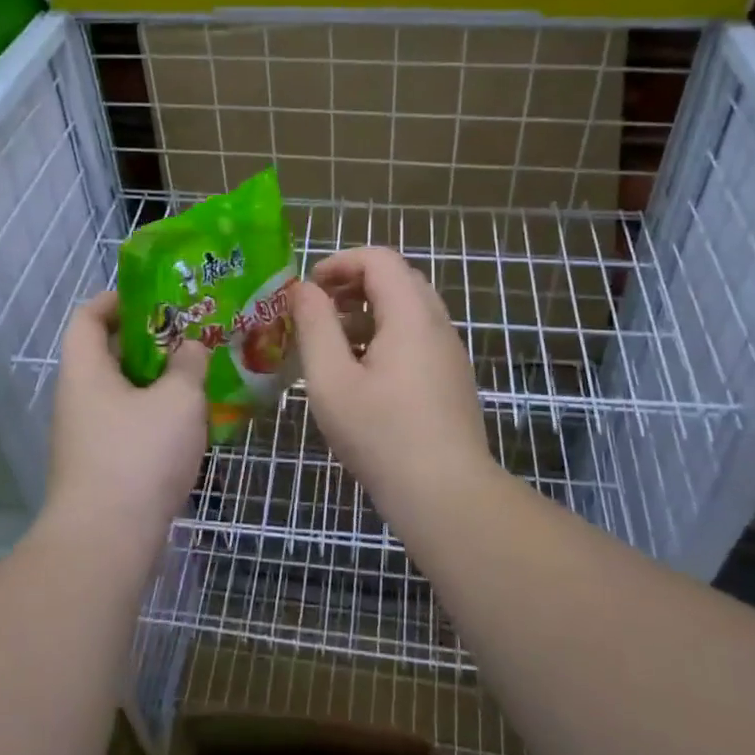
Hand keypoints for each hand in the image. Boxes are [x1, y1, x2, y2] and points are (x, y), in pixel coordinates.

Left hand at [44, 290, 210, 540]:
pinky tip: (187, 422)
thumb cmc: (139, 456)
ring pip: (120, 392)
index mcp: (85, 371)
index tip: (152, 296)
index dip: (115, 299)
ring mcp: (85, 436)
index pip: (88, 316)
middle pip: (106, 353)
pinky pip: (126, 424)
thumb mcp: (177, 400)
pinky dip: (153, 415)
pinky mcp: (99, 467)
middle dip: (147, 340)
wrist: (106, 542)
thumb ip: (188, 365)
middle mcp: (77, 398)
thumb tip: (190, 348)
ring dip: (154, 381)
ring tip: (196, 374)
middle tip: (189, 334)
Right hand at [289, 247, 494, 502]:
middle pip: (395, 279)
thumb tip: (304, 289)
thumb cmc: (381, 435)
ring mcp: (448, 352)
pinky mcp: (450, 379)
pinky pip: (415, 338)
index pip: (378, 259)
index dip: (339, 262)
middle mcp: (436, 323)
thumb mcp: (331, 380)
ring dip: (366, 313)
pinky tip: (359, 376)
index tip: (308, 290)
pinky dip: (384, 337)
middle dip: (352, 285)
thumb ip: (314, 326)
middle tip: (318, 312)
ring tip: (331, 345)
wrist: (447, 496)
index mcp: (411, 314)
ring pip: (406, 311)